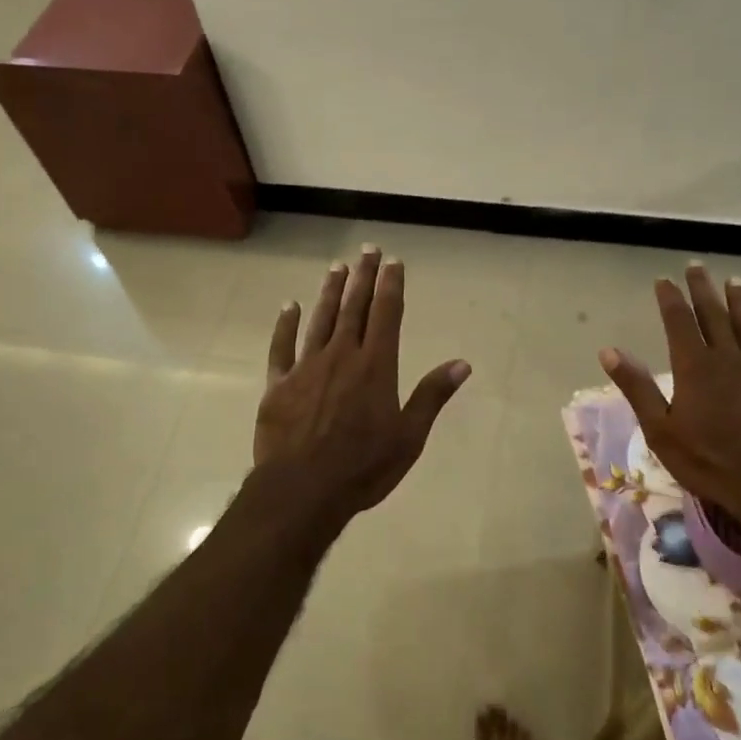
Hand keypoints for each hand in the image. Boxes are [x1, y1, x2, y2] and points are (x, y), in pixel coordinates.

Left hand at [254, 245, 470, 521]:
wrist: (303, 489)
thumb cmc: (363, 466)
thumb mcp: (409, 436)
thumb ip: (432, 395)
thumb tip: (462, 364)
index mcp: (376, 366)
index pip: (386, 315)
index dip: (391, 286)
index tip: (394, 262)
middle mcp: (342, 356)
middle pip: (354, 308)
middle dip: (363, 277)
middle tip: (368, 250)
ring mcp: (306, 367)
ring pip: (320, 319)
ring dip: (330, 292)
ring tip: (337, 267)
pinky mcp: (278, 384)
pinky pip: (282, 347)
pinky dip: (285, 325)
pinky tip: (289, 306)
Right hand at [598, 265, 740, 551]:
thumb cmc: (707, 460)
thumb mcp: (659, 429)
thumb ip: (637, 387)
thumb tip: (609, 351)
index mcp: (695, 367)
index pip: (679, 322)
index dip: (670, 299)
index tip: (663, 280)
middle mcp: (729, 360)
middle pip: (714, 317)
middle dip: (703, 291)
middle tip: (697, 267)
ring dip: (740, 304)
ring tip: (735, 282)